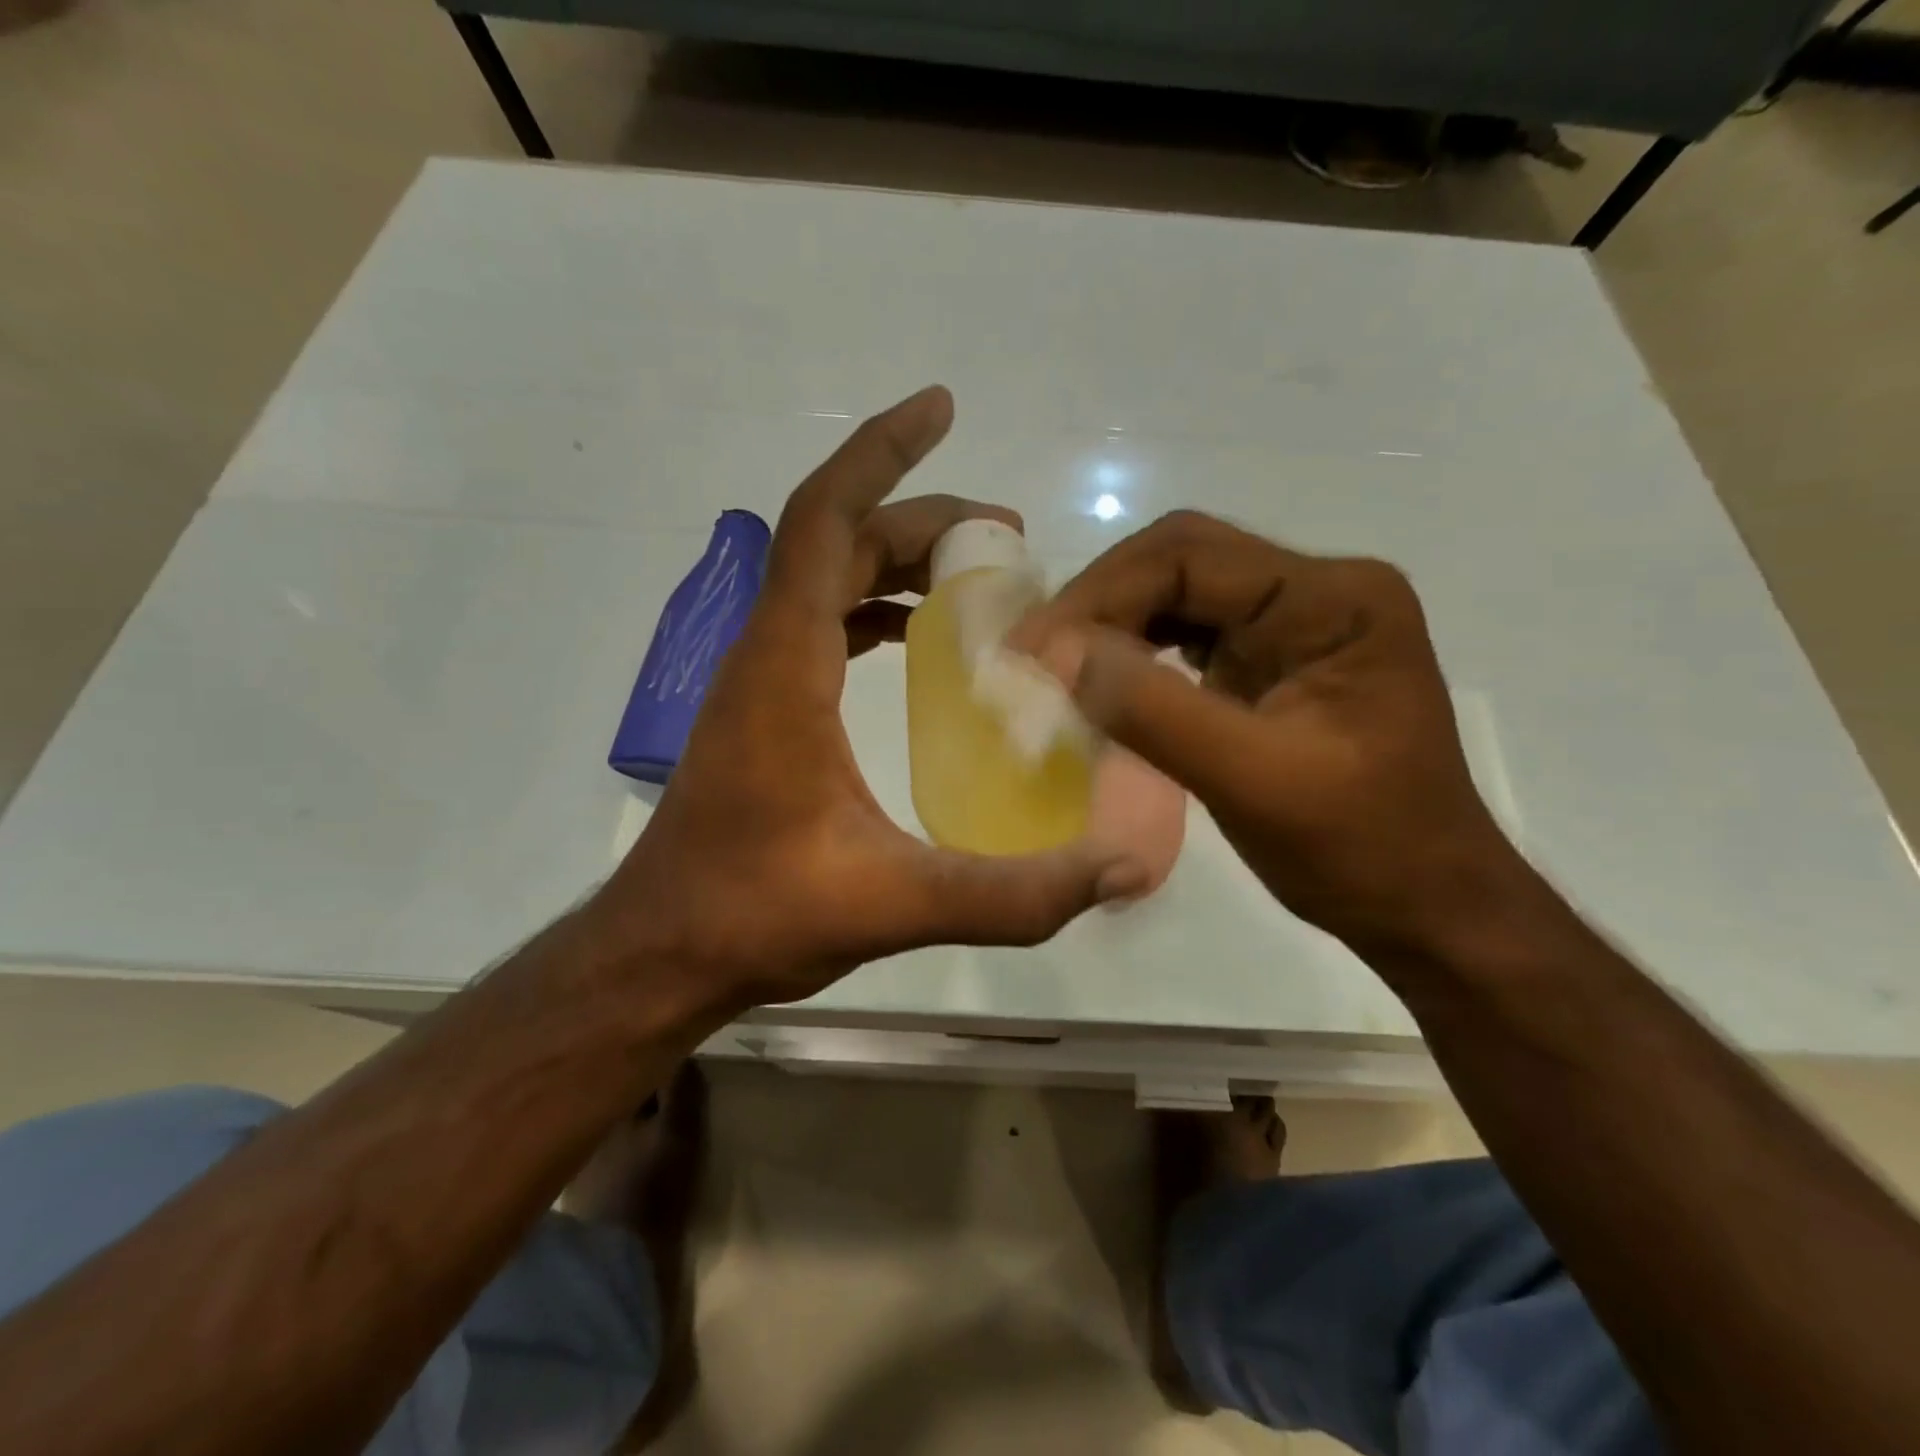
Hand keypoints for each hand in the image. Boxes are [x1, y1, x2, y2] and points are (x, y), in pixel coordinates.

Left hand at [594, 387, 1135, 1011]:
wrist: (662, 953)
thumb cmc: (757, 914)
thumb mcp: (894, 903)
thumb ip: (1012, 894)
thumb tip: (1119, 873)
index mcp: (786, 664)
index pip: (826, 519)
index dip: (882, 452)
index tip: (942, 409)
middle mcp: (765, 654)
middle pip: (838, 542)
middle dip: (921, 521)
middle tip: (1008, 540)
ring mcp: (759, 683)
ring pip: (826, 582)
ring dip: (896, 563)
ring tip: (976, 579)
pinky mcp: (763, 715)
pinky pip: (820, 627)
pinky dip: (871, 611)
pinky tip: (918, 642)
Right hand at [1012, 510, 1528, 959]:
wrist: (1423, 904)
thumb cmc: (1360, 849)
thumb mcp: (1253, 780)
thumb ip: (1154, 710)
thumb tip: (1055, 651)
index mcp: (1333, 598)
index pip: (1191, 556)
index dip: (1101, 594)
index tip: (1034, 650)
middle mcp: (1316, 591)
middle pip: (1181, 562)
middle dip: (1100, 603)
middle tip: (1035, 654)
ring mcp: (1293, 625)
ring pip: (1177, 596)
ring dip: (1112, 626)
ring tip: (1054, 667)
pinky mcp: (1270, 662)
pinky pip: (1187, 637)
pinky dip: (1135, 655)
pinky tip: (1100, 683)